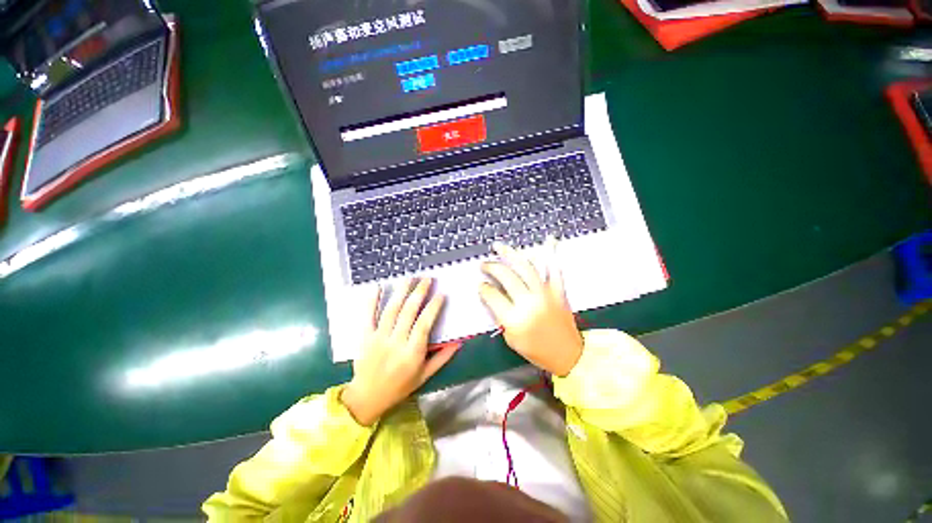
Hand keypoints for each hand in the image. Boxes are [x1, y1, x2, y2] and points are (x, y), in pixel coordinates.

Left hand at [341, 278, 457, 425]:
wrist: (366, 398)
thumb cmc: (400, 387)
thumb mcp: (425, 375)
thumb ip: (442, 358)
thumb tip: (459, 342)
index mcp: (412, 353)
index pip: (425, 324)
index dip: (433, 307)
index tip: (441, 294)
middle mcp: (396, 342)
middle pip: (409, 311)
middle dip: (419, 292)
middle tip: (427, 279)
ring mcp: (379, 338)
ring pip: (391, 310)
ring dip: (401, 291)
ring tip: (409, 277)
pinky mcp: (365, 337)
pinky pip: (368, 316)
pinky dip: (372, 300)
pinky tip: (378, 286)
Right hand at [479, 241, 583, 376]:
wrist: (569, 355)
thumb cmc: (537, 350)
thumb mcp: (511, 339)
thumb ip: (500, 316)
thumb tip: (492, 296)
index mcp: (515, 318)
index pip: (492, 295)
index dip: (483, 288)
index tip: (481, 284)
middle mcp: (529, 302)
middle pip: (506, 276)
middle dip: (491, 267)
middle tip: (484, 264)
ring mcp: (545, 293)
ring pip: (525, 267)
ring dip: (510, 254)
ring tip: (499, 247)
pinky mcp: (558, 290)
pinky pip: (554, 268)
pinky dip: (552, 253)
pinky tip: (550, 239)